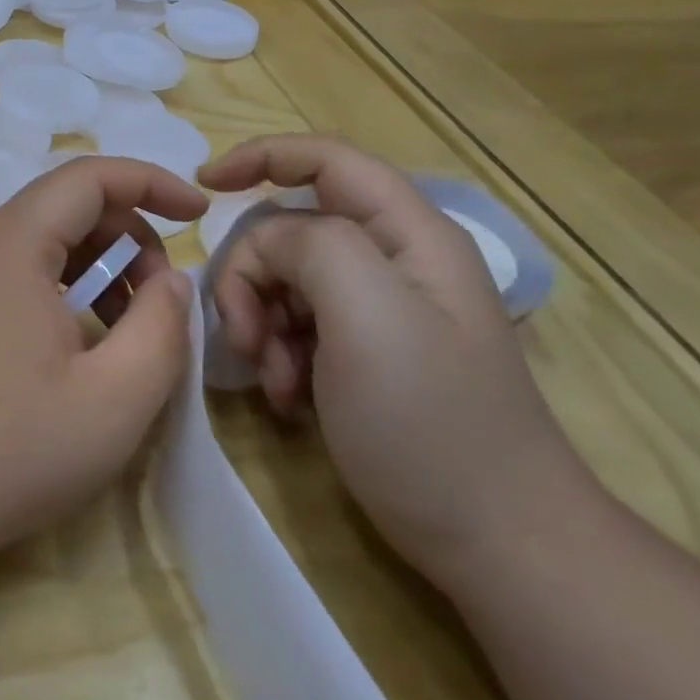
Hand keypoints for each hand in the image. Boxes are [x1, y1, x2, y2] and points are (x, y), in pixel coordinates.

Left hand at [0, 157, 207, 565]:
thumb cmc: (9, 448)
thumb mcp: (114, 399)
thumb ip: (161, 328)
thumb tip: (171, 280)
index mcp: (11, 242)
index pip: (89, 176)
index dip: (151, 183)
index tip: (198, 213)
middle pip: (64, 208)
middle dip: (127, 238)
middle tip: (159, 301)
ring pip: (37, 243)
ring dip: (94, 269)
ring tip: (122, 331)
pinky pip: (9, 273)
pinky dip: (56, 289)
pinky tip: (72, 347)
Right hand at [199, 134, 590, 590]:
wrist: (496, 542)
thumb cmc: (430, 420)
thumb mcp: (368, 315)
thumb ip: (310, 248)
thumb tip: (268, 246)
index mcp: (407, 235)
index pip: (326, 159)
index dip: (261, 156)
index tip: (204, 188)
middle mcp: (391, 261)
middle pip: (289, 229)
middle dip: (251, 274)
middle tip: (243, 335)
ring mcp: (375, 310)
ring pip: (282, 279)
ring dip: (259, 322)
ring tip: (272, 379)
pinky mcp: (359, 352)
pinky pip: (292, 324)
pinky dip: (275, 353)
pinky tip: (286, 396)